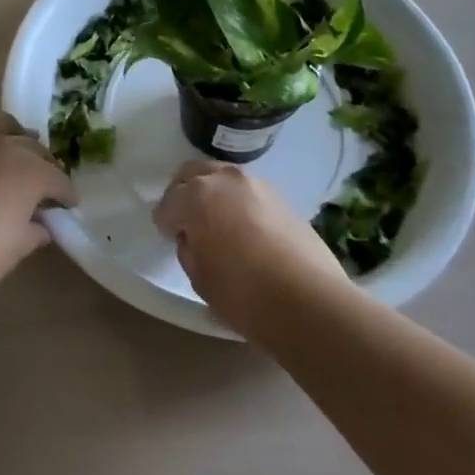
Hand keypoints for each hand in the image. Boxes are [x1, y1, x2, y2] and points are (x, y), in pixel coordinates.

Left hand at [0, 115, 77, 310]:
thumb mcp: (19, 247)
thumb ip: (36, 228)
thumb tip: (41, 223)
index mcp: (32, 170)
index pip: (58, 178)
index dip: (65, 194)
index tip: (67, 205)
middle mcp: (5, 145)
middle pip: (33, 148)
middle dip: (43, 165)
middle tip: (43, 185)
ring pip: (2, 127)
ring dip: (14, 140)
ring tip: (14, 156)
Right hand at [154, 160, 346, 336]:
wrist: (309, 301)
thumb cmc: (243, 294)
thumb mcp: (199, 278)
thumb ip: (189, 248)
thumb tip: (194, 238)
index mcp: (196, 196)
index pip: (168, 203)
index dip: (165, 222)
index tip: (169, 238)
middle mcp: (224, 179)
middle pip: (192, 174)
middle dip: (183, 193)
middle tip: (186, 221)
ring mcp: (256, 184)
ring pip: (222, 177)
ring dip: (213, 193)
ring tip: (217, 223)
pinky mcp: (281, 197)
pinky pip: (248, 192)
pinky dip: (238, 202)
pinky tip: (245, 229)